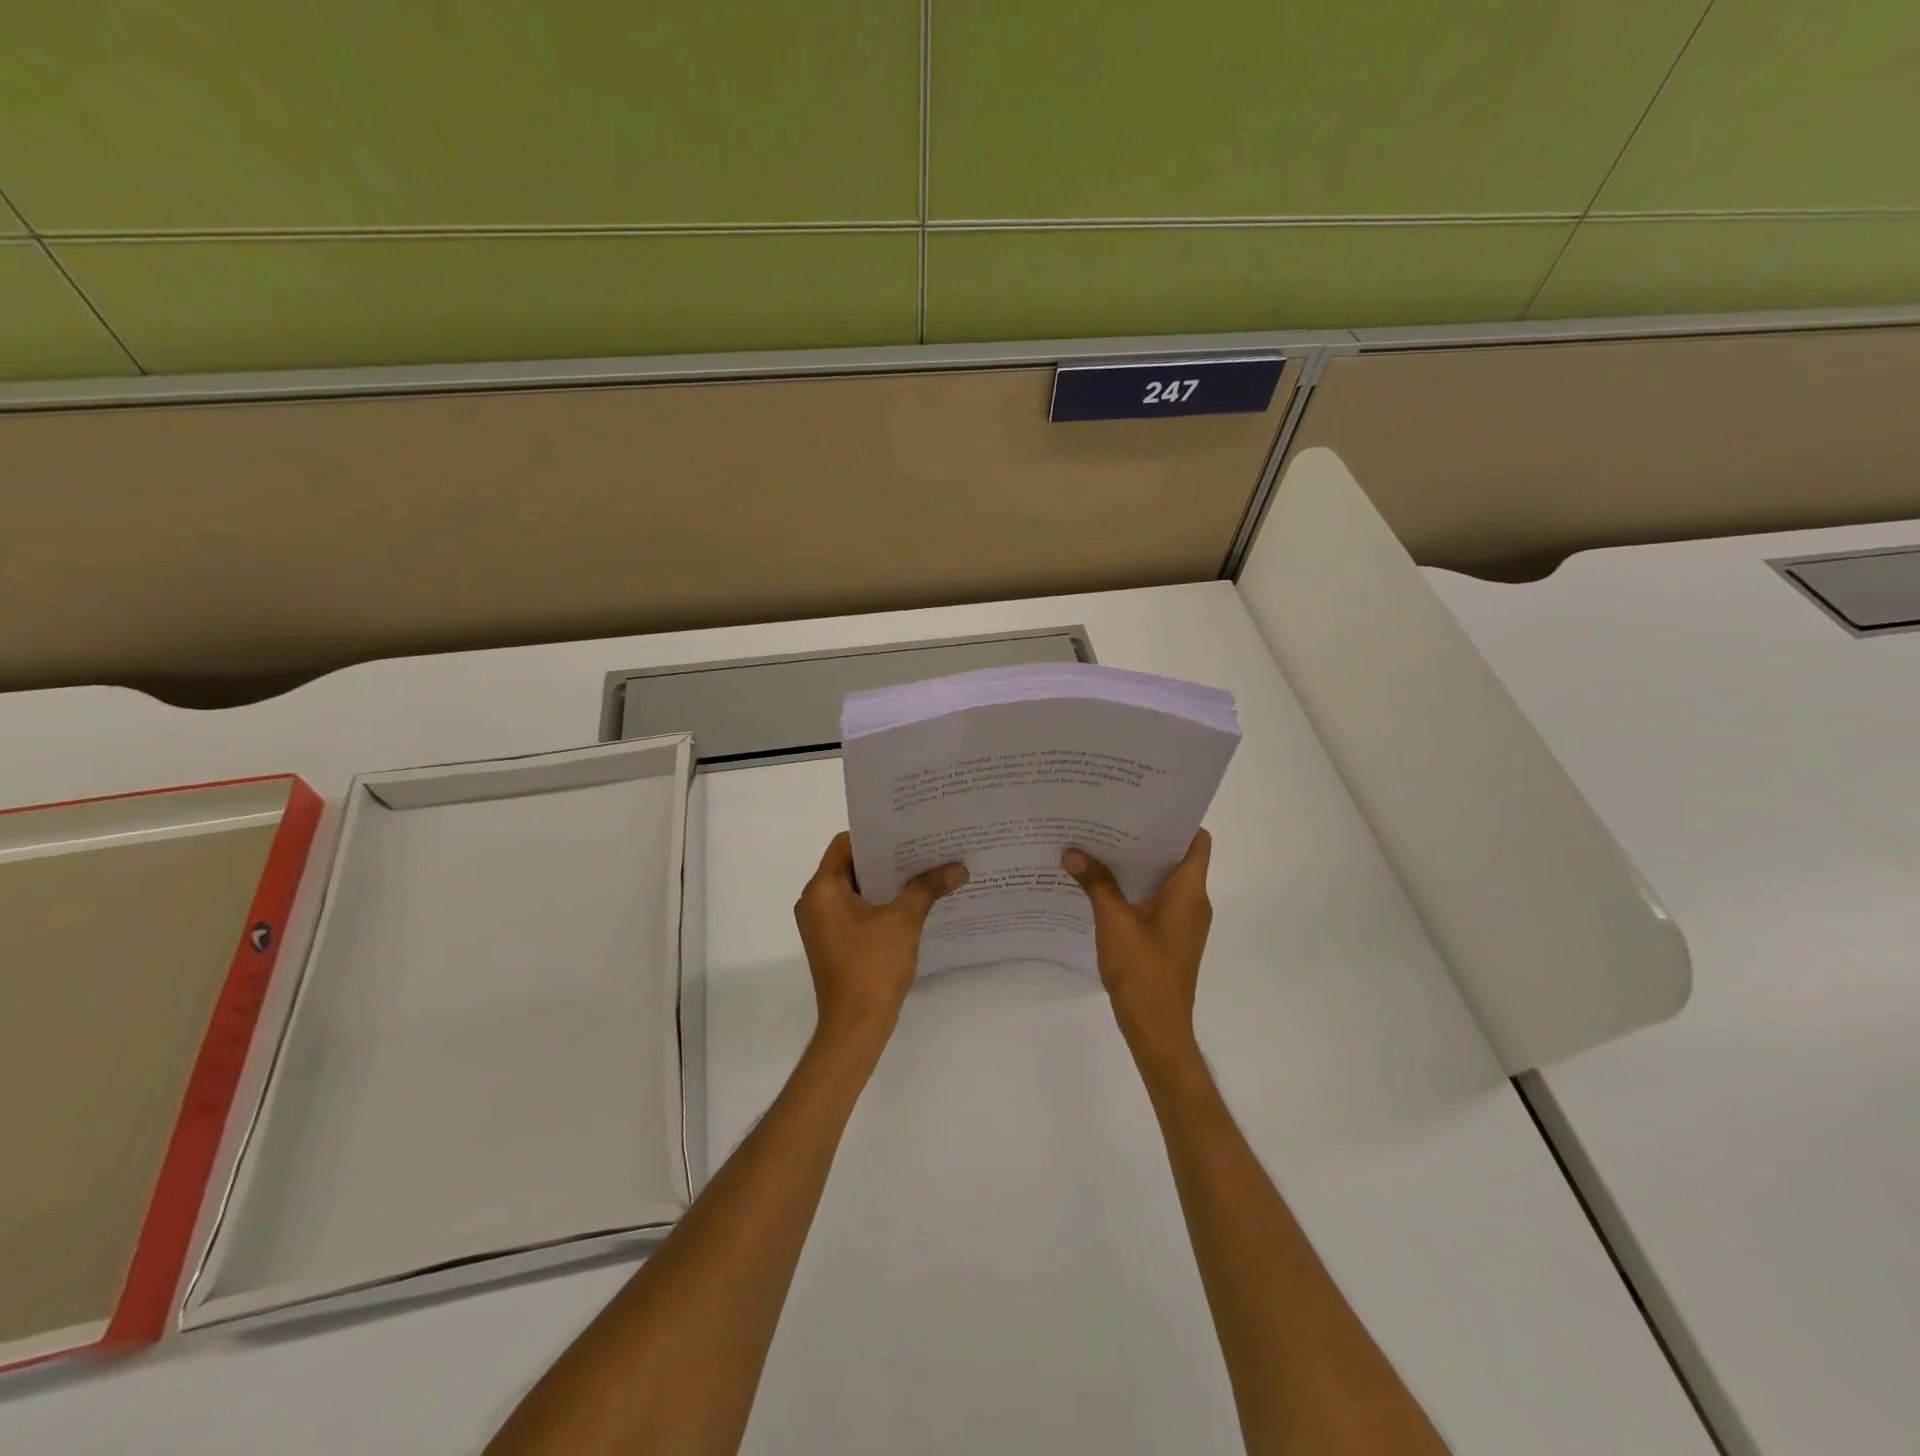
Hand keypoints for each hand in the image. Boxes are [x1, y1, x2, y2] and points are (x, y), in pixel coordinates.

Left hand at [794, 832, 967, 1050]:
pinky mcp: (832, 941)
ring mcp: (822, 924)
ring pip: (854, 888)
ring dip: (885, 881)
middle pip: (851, 865)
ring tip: (923, 871)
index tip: (907, 830)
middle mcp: (814, 901)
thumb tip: (959, 867)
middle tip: (923, 848)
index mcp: (822, 889)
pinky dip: (879, 903)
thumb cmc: (872, 966)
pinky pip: (855, 909)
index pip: (845, 844)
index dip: (876, 835)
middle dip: (887, 858)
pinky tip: (911, 902)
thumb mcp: (904, 921)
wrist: (855, 1027)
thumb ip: (928, 887)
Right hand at [1062, 830, 1212, 1061]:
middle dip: (1145, 838)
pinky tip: (1102, 885)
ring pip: (1164, 879)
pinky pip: (1155, 900)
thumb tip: (1072, 851)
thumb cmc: (1144, 970)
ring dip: (1137, 864)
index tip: (1144, 804)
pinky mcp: (1170, 938)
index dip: (1176, 819)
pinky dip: (1134, 888)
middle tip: (1109, 818)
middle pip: (1176, 857)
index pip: (1197, 840)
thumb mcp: (1113, 921)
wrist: (1157, 1028)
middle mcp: (1193, 902)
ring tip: (1101, 845)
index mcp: (1190, 891)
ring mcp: (1183, 922)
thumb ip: (1095, 883)